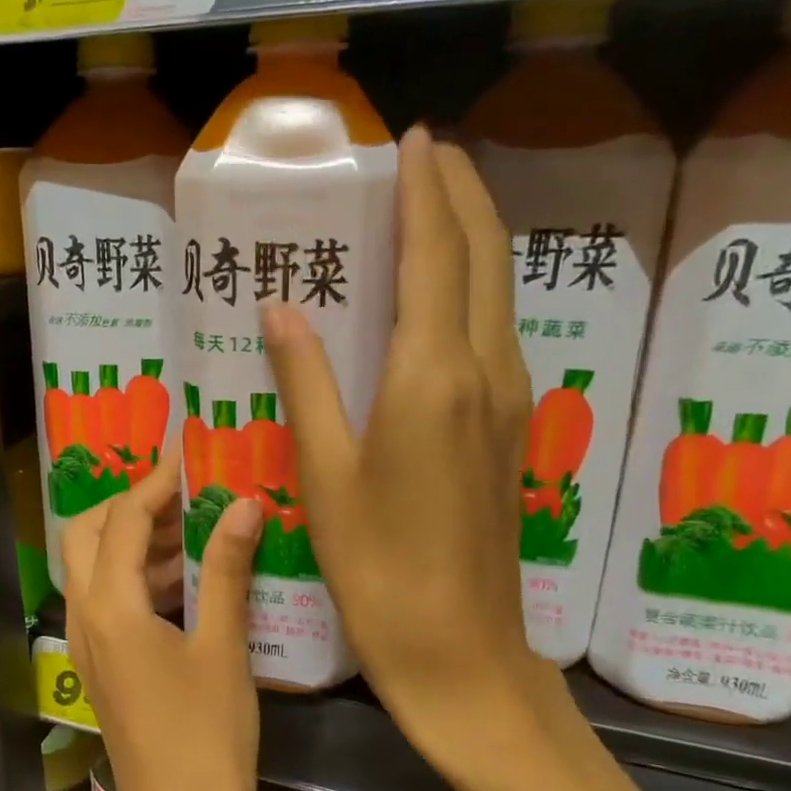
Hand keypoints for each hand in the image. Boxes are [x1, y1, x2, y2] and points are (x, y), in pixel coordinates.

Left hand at [62, 454, 262, 790]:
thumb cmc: (207, 740)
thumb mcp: (223, 648)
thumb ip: (225, 570)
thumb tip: (242, 503)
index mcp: (110, 608)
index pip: (121, 519)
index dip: (154, 482)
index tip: (189, 456)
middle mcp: (86, 619)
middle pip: (85, 536)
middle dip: (127, 506)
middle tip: (181, 494)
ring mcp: (89, 646)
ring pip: (94, 569)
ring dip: (134, 541)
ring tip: (193, 528)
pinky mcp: (104, 667)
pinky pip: (108, 601)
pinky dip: (138, 577)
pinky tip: (188, 582)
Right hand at [263, 126, 563, 765]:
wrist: (460, 648)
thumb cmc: (378, 564)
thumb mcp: (326, 472)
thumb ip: (306, 381)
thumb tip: (281, 309)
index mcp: (432, 376)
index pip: (436, 255)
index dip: (426, 192)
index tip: (414, 142)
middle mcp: (483, 372)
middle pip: (486, 257)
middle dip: (463, 195)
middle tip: (431, 156)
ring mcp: (508, 400)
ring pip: (499, 291)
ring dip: (473, 237)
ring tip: (435, 206)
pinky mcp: (509, 428)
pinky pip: (495, 330)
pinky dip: (473, 287)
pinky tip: (441, 293)